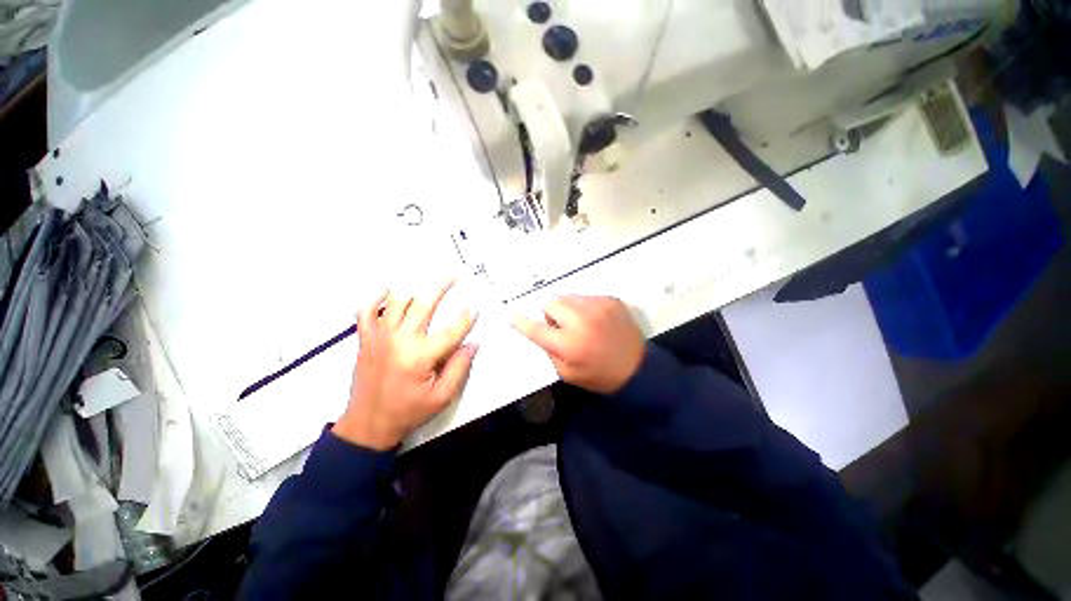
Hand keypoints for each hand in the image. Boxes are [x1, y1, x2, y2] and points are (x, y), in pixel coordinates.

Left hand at [333, 280, 477, 449]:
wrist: (368, 424)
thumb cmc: (408, 411)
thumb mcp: (441, 397)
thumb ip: (459, 368)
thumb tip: (472, 344)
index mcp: (420, 357)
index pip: (451, 331)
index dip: (466, 319)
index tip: (476, 308)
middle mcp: (399, 341)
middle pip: (423, 305)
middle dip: (441, 286)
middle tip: (454, 274)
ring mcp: (379, 337)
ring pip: (397, 302)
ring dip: (414, 287)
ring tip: (427, 279)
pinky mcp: (366, 339)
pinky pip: (367, 311)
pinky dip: (376, 297)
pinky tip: (387, 290)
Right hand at [511, 295, 644, 393]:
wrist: (638, 369)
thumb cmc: (598, 375)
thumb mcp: (567, 373)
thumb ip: (550, 350)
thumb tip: (540, 328)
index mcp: (569, 344)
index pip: (536, 328)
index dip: (521, 322)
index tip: (509, 314)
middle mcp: (582, 321)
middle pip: (552, 302)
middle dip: (552, 313)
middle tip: (563, 327)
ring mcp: (599, 307)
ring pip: (569, 297)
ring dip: (569, 309)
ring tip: (582, 324)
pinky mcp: (611, 300)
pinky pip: (587, 297)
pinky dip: (586, 307)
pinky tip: (597, 321)